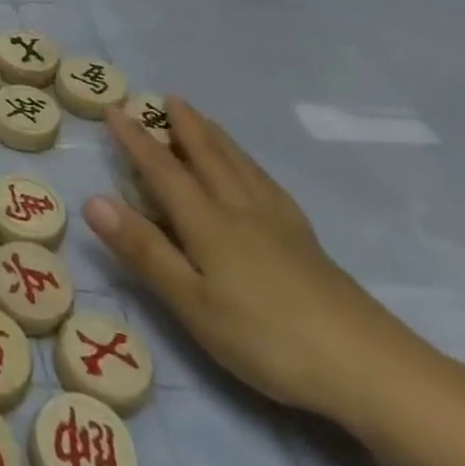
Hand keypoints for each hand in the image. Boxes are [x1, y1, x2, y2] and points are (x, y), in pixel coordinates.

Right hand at [84, 97, 425, 426]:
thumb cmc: (268, 339)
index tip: (113, 108)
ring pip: (239, 165)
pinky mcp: (306, 242)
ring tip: (203, 118)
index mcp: (208, 222)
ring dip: (216, 136)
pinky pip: (267, 183)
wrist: (372, 369)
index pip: (162, 169)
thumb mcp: (192, 303)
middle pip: (207, 156)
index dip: (135, 138)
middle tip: (166, 96)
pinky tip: (253, 171)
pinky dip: (249, 163)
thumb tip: (92, 199)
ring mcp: (278, 223)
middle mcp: (240, 209)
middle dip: (183, 125)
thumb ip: (143, 250)